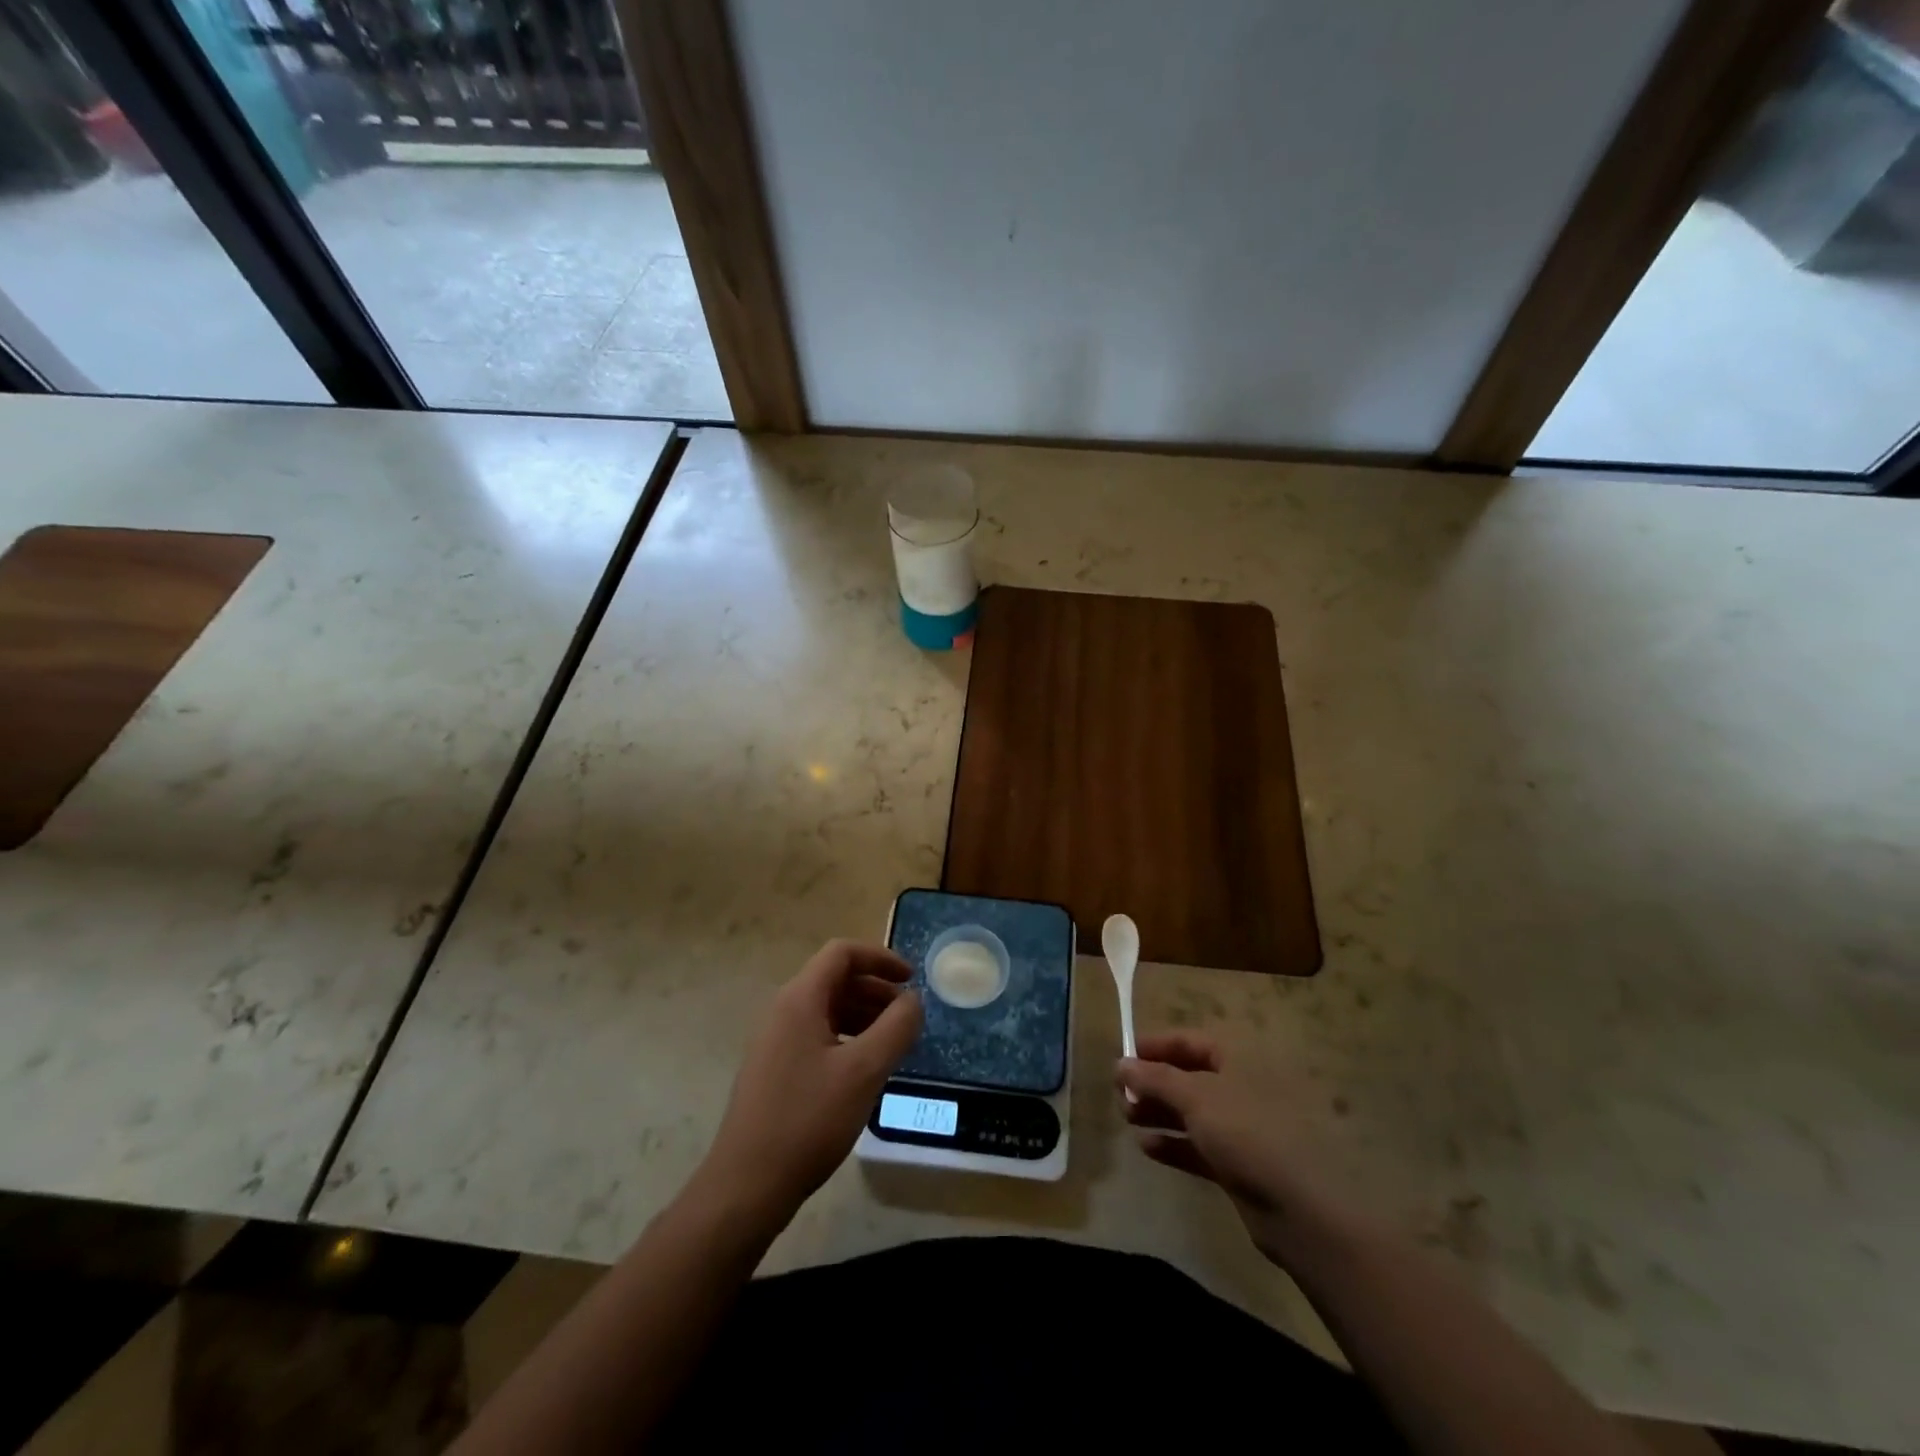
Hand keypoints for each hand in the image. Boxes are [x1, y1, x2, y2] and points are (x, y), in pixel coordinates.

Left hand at [697, 941, 922, 1224]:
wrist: (747, 1185)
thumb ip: (897, 1028)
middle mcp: (783, 1010)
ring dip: (863, 1015)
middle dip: (876, 990)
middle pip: (835, 979)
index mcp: (799, 999)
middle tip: (907, 1018)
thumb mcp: (864, 1071)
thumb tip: (913, 1000)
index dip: (881, 958)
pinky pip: (816, 1034)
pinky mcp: (774, 1068)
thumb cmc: (808, 1120)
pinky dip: (847, 1038)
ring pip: (826, 1008)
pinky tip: (864, 1069)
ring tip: (892, 1044)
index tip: (911, 979)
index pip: (842, 953)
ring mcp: (774, 1040)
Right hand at [1116, 1033, 1351, 1266]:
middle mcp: (1242, 1087)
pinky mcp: (1240, 1164)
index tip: (1123, 1057)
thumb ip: (1154, 1078)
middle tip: (1121, 1095)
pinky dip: (1174, 1143)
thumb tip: (1120, 1064)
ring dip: (1159, 1112)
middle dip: (1153, 1083)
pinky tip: (1146, 1147)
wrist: (1302, 1210)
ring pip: (1192, 1112)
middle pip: (1188, 1076)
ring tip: (1127, 1118)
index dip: (1156, 1046)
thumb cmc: (1247, 1134)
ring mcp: (1243, 1128)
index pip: (1190, 1042)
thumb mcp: (1196, 1098)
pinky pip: (1199, 1145)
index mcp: (1239, 1059)